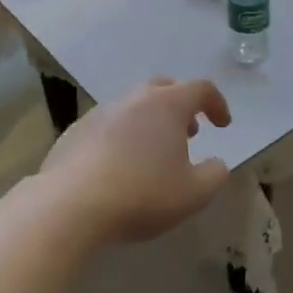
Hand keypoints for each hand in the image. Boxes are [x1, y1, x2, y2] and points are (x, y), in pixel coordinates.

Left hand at [39, 78, 233, 244]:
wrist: (70, 204)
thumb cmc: (142, 194)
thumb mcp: (193, 194)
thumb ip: (214, 175)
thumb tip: (217, 163)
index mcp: (167, 105)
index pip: (201, 89)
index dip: (217, 104)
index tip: (222, 125)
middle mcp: (134, 98)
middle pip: (164, 88)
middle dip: (181, 106)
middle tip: (189, 132)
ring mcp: (100, 111)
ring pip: (133, 105)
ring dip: (150, 121)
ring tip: (154, 152)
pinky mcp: (75, 130)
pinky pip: (108, 124)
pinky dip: (122, 136)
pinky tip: (120, 165)